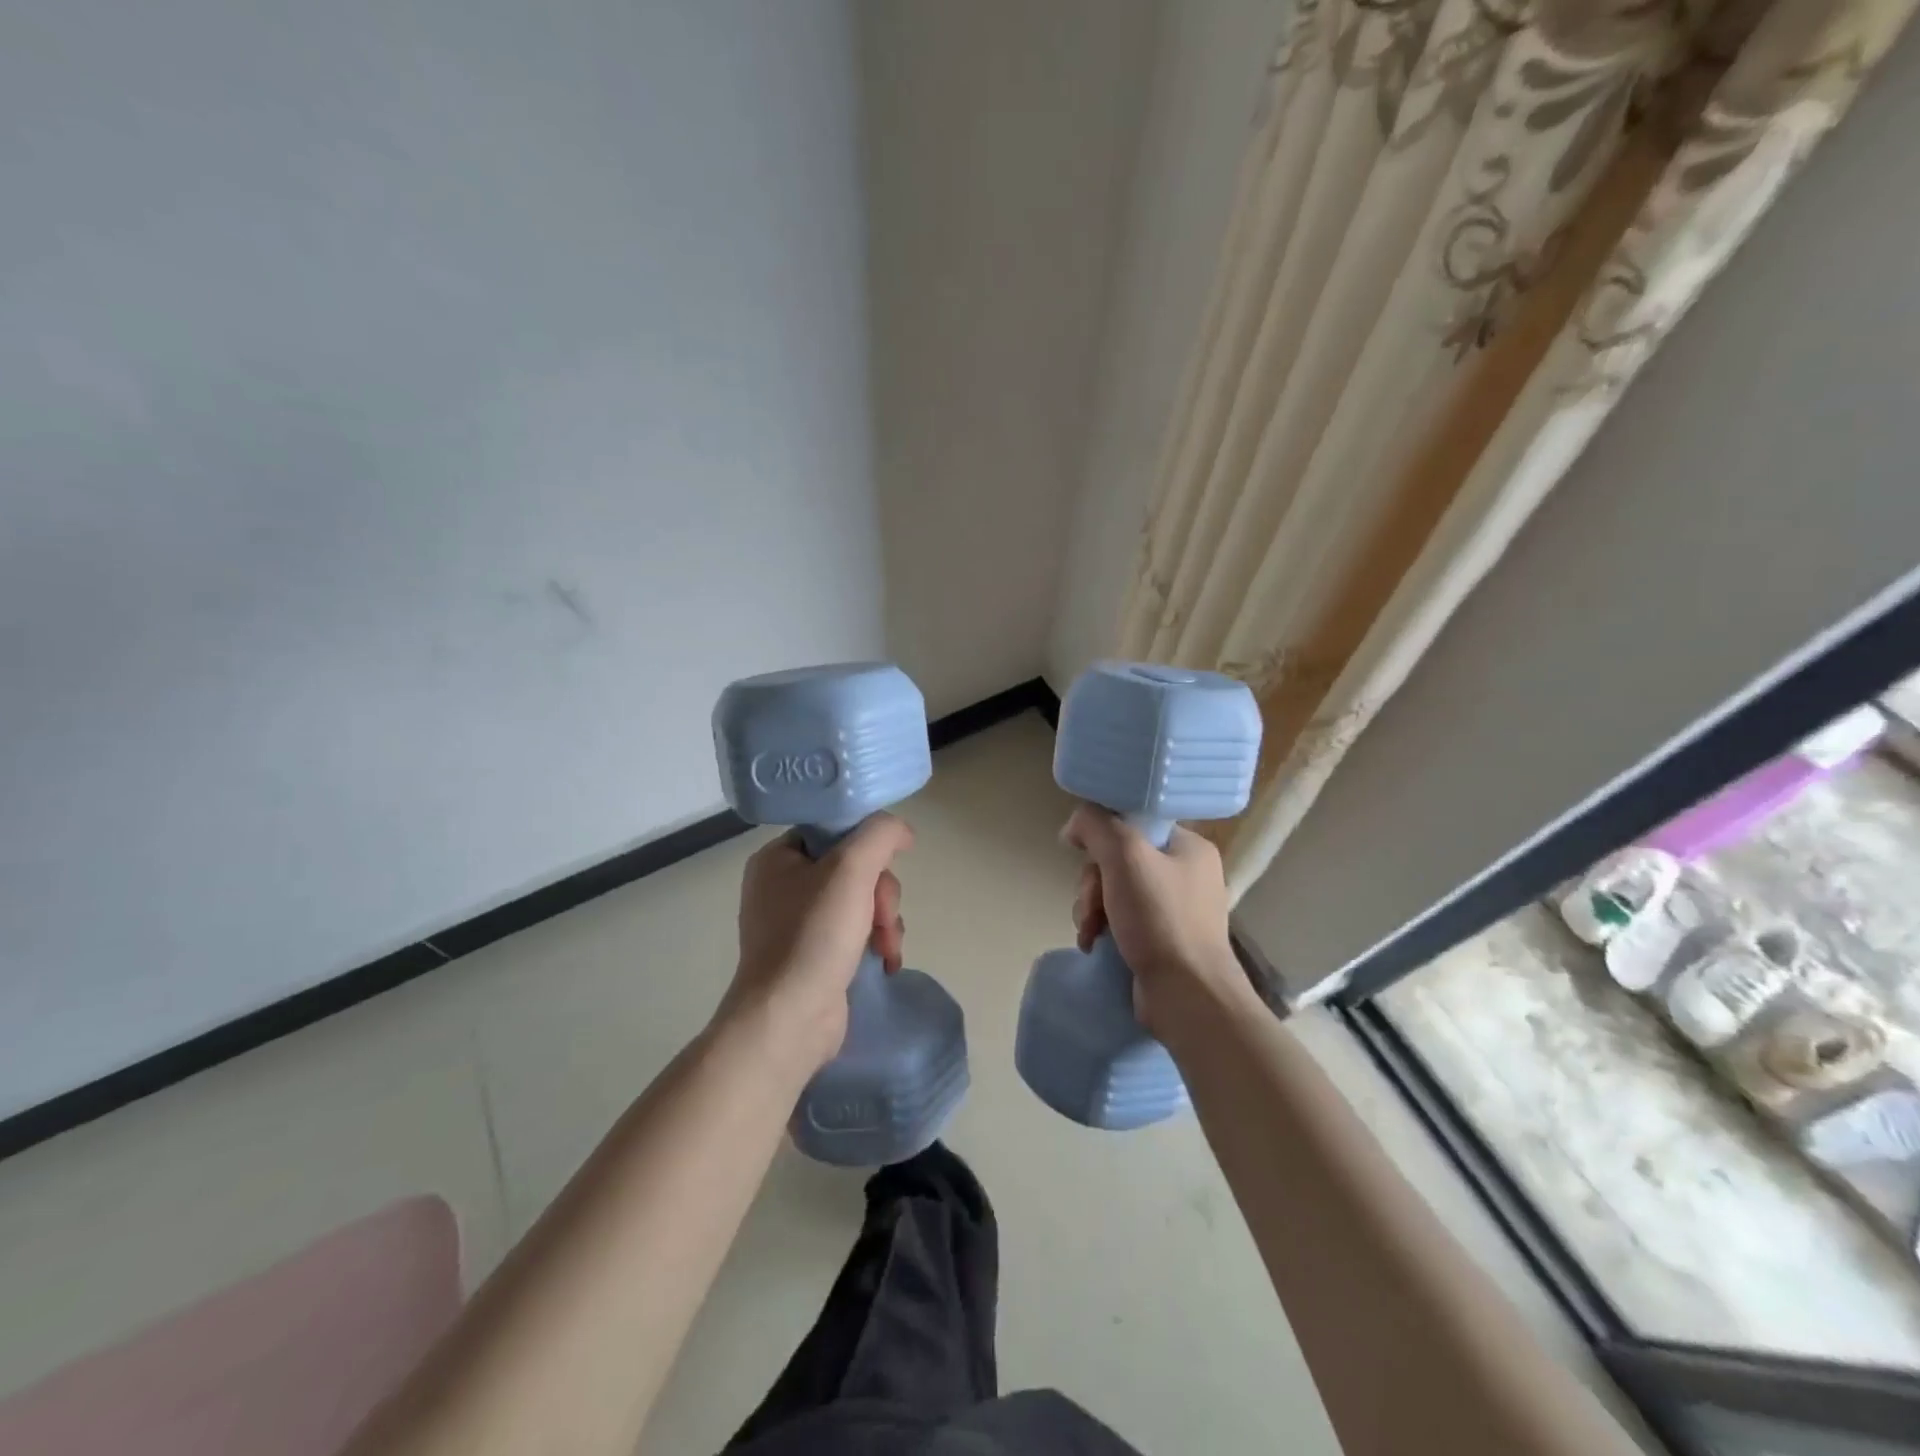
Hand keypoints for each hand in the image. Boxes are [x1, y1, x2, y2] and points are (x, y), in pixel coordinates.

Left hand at [718, 813, 912, 1073]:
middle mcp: (783, 887)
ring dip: (885, 920)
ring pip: (861, 901)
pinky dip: (876, 942)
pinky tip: (885, 961)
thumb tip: (901, 831)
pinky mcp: (814, 956)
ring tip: (886, 947)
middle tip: (882, 917)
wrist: (789, 1021)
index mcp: (777, 858)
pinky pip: (856, 932)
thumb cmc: (813, 936)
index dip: (866, 844)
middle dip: (880, 893)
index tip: (884, 866)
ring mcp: (798, 925)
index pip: (833, 830)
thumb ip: (879, 835)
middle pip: (853, 868)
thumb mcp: (851, 868)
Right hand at [1064, 805, 1249, 1040]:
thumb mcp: (1125, 856)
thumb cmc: (1160, 919)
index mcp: (1189, 846)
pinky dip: (1102, 929)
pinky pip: (1121, 919)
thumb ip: (1097, 826)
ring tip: (1091, 931)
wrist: (1186, 996)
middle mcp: (1186, 874)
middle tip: (1093, 904)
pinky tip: (1094, 943)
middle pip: (1118, 859)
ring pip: (1114, 891)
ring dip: (1093, 908)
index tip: (1083, 854)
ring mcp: (1174, 909)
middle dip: (1094, 883)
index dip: (1102, 836)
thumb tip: (1075, 825)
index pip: (1133, 823)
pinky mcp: (1161, 940)